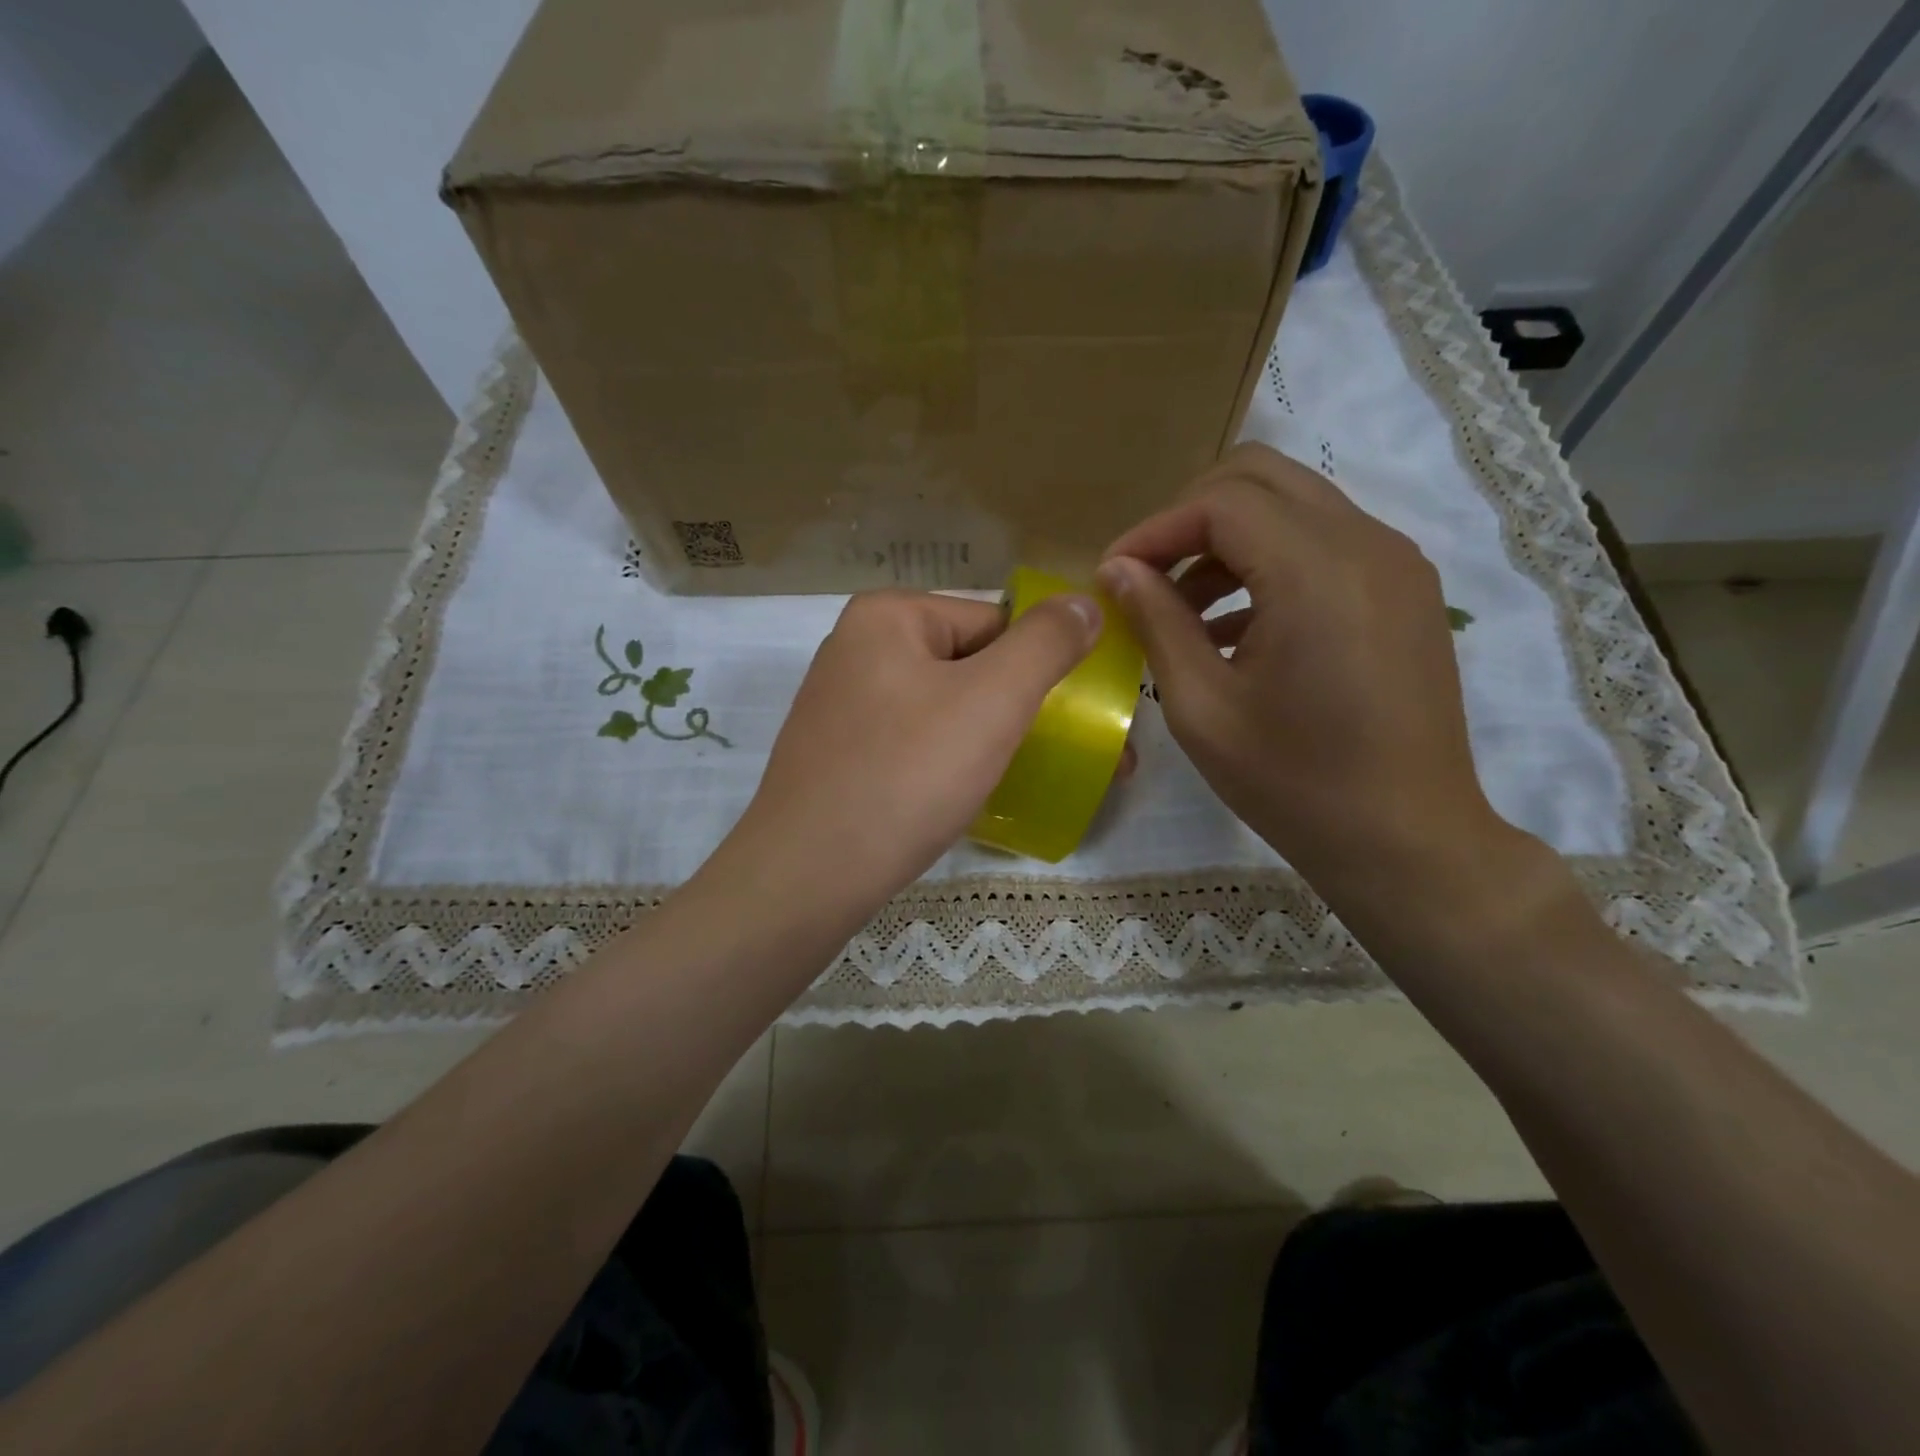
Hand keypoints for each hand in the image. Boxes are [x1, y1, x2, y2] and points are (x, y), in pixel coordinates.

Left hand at [723, 588, 1099, 917]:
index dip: (1043, 667)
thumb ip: (1046, 643)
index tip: (1080, 718)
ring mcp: (843, 705)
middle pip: (970, 665)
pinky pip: (914, 743)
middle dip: (1024, 709)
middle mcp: (858, 649)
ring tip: (1030, 779)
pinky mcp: (839, 755)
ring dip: (992, 739)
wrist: (808, 876)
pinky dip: (950, 762)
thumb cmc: (907, 775)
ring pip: (944, 709)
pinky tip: (970, 795)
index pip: (995, 623)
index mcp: (888, 616)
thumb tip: (1083, 603)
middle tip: (1071, 755)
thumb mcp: (993, 700)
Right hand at [1096, 443, 1517, 900]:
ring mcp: (1395, 563)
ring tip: (1181, 608)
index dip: (1154, 530)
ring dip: (1228, 538)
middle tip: (1146, 574)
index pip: (1220, 502)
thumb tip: (1117, 569)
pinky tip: (1234, 625)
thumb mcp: (1202, 707)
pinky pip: (1324, 541)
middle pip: (1260, 477)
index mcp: (1317, 572)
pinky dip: (1269, 560)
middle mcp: (1367, 544)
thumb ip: (1156, 622)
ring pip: (1293, 504)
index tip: (1112, 575)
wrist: (1405, 840)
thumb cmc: (1293, 783)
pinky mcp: (1403, 589)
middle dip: (1189, 516)